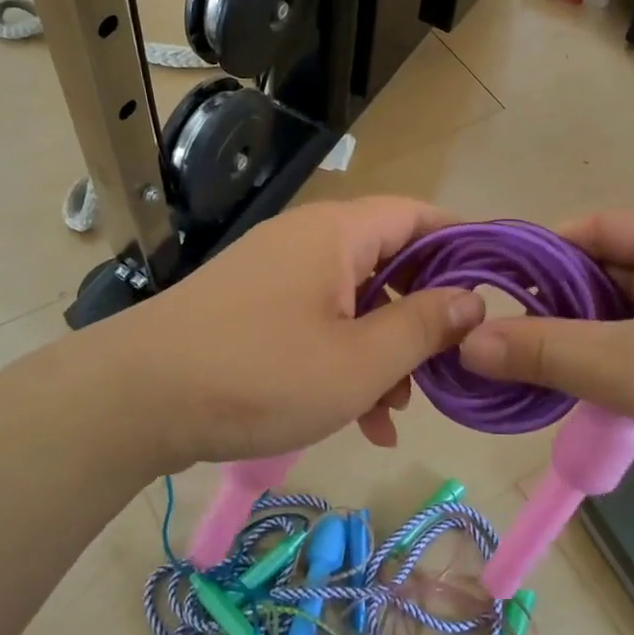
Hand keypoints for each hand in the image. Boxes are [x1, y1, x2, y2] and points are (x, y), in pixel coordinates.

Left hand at [93, 197, 486, 470]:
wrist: (136, 398)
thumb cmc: (259, 374)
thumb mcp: (359, 361)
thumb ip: (424, 325)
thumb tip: (473, 298)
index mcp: (337, 232)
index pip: (419, 215)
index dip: (464, 245)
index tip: (497, 289)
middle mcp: (307, 239)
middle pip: (388, 262)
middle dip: (422, 316)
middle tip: (447, 368)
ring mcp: (275, 273)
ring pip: (353, 300)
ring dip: (383, 350)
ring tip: (396, 411)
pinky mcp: (251, 307)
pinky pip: (316, 321)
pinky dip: (343, 359)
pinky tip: (357, 419)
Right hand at [456, 211, 633, 542]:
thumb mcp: (633, 367)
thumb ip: (547, 351)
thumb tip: (468, 344)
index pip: (591, 228)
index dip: (537, 253)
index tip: (488, 290)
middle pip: (601, 276)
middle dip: (551, 308)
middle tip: (496, 341)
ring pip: (617, 321)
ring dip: (576, 346)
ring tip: (523, 372)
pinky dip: (605, 372)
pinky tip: (572, 398)